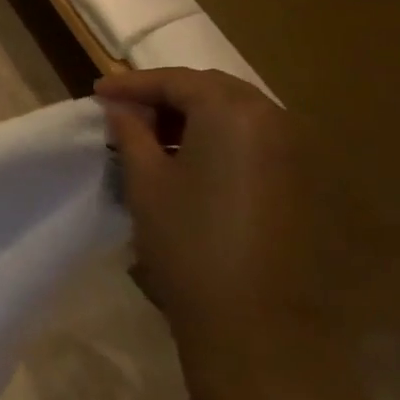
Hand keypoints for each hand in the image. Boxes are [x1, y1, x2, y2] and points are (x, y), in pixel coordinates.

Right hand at [96, 68, 326, 351]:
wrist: (254, 318)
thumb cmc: (188, 240)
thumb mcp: (145, 180)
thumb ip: (131, 133)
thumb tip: (121, 108)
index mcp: (234, 114)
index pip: (176, 80)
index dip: (132, 84)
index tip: (97, 93)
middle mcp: (275, 122)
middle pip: (213, 90)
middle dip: (165, 94)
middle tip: (123, 109)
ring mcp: (297, 153)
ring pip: (237, 114)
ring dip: (193, 115)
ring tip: (150, 134)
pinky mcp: (302, 183)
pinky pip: (254, 140)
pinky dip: (217, 138)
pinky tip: (187, 159)